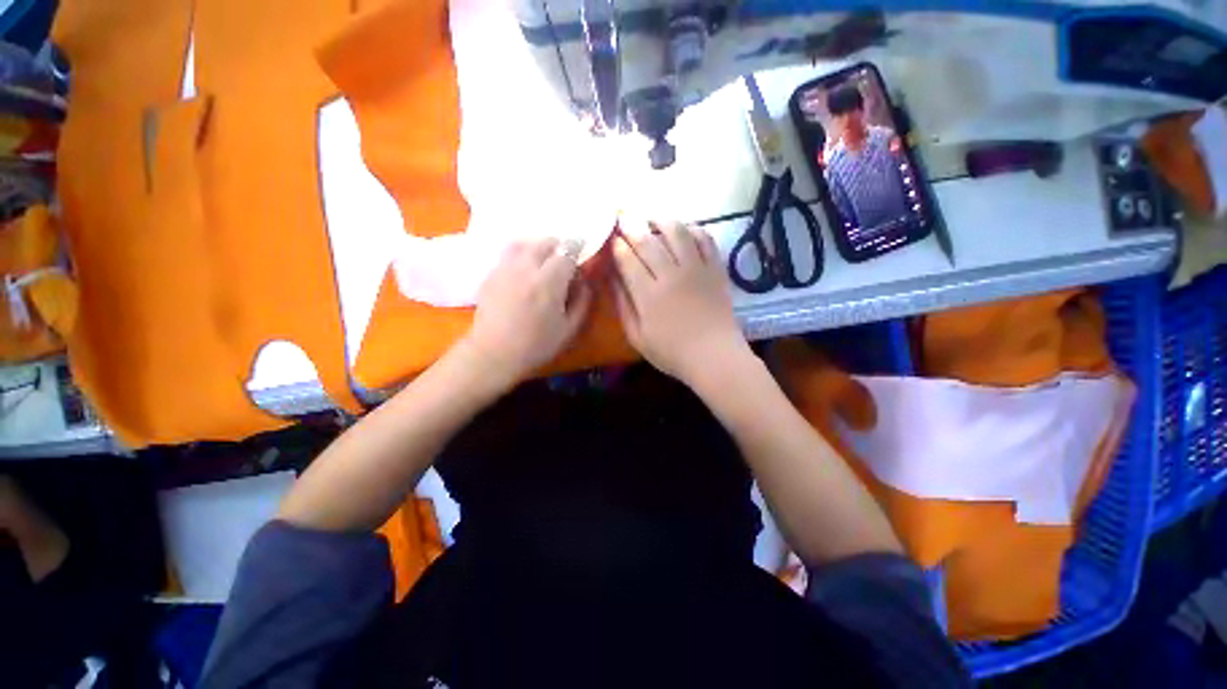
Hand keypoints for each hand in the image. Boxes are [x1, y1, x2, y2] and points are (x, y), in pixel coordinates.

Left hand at [461, 238, 591, 388]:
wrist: (494, 354)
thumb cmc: (536, 345)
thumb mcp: (569, 329)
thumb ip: (582, 302)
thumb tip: (585, 282)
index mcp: (548, 282)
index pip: (567, 252)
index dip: (577, 249)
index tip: (582, 251)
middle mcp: (526, 268)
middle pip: (544, 242)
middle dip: (558, 246)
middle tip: (564, 257)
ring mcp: (505, 269)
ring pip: (523, 243)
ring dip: (537, 246)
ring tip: (543, 258)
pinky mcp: (490, 275)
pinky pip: (508, 255)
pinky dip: (521, 255)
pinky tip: (524, 271)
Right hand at [612, 221, 749, 384]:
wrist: (714, 356)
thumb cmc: (671, 352)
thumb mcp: (637, 337)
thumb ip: (623, 306)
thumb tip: (611, 279)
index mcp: (648, 295)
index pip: (628, 260)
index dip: (617, 245)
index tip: (612, 237)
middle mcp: (671, 275)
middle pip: (648, 241)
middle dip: (632, 225)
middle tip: (624, 216)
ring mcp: (696, 269)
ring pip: (677, 232)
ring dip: (661, 220)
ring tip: (652, 218)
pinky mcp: (715, 269)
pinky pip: (705, 239)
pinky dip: (693, 229)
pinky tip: (684, 230)